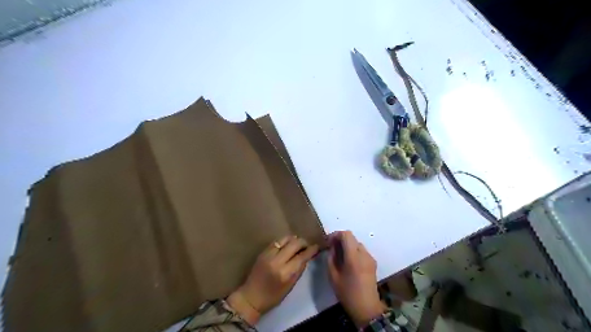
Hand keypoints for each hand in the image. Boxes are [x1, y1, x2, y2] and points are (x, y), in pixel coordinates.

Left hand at [227, 236, 318, 323]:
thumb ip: (299, 270)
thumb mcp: (290, 286)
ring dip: (294, 240)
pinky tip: (287, 245)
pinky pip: (277, 241)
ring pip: (285, 238)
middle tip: (307, 245)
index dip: (311, 250)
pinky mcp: (263, 251)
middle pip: (294, 243)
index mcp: (285, 273)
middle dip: (303, 242)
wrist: (251, 297)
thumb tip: (307, 256)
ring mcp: (268, 254)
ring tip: (297, 244)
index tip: (317, 246)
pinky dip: (284, 241)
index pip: (302, 256)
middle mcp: (277, 260)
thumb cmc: (272, 296)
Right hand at [328, 233, 383, 327]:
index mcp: (354, 257)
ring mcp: (370, 258)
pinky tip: (348, 262)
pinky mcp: (373, 262)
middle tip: (332, 248)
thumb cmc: (347, 293)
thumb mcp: (333, 276)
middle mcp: (364, 254)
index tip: (328, 242)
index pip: (346, 235)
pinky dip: (353, 251)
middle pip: (352, 237)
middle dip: (340, 239)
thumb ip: (331, 258)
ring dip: (347, 245)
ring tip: (339, 255)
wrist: (367, 308)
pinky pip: (361, 250)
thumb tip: (332, 247)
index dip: (336, 234)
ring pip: (356, 243)